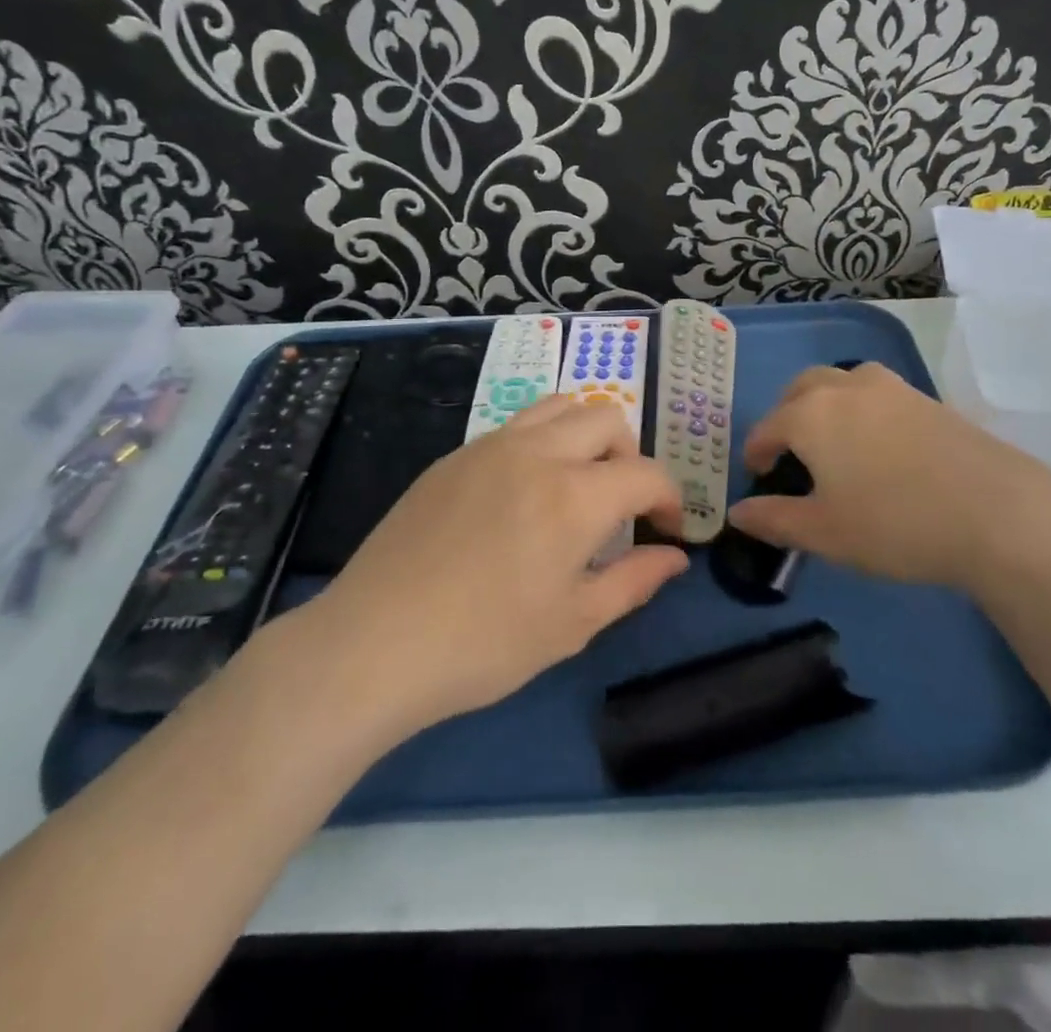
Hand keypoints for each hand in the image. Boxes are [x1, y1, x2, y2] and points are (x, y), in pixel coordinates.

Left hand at [289, 396, 687, 736]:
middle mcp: (538, 452)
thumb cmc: (483, 644)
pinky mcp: (454, 456)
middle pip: (607, 418)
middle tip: (621, 505)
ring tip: (577, 483)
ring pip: (559, 406)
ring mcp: (491, 446)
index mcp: (575, 495)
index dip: (669, 499)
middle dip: (630, 455)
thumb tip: (675, 557)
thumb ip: (634, 581)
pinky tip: (522, 494)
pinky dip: (542, 441)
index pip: (646, 473)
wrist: (374, 642)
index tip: (666, 531)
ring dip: (586, 435)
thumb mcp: (573, 624)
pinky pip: (516, 426)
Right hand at [725, 363, 1050, 592]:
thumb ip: (774, 519)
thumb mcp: (824, 533)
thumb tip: (737, 513)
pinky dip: (862, 410)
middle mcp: (845, 388)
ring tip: (833, 442)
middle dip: (786, 415)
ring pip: (842, 382)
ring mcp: (891, 388)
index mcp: (811, 414)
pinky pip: (877, 394)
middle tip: (790, 452)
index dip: (756, 452)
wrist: (996, 512)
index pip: (767, 426)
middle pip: (801, 388)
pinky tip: (879, 447)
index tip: (758, 476)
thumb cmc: (894, 524)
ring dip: (825, 404)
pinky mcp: (928, 398)